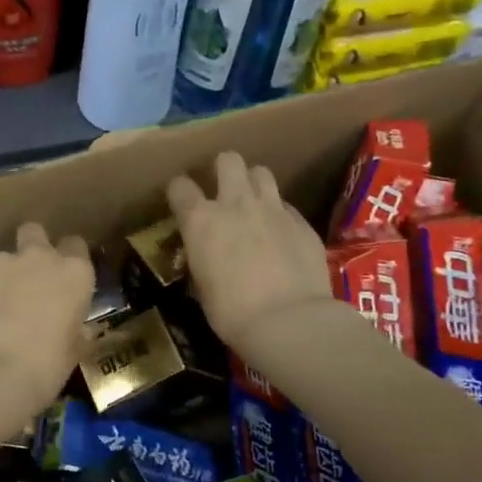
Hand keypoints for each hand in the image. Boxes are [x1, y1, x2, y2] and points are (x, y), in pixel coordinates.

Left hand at [0, 222, 94, 419]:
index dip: (67, 259)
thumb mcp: (72, 350)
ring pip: (0, 260)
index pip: (75, 246)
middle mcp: (37, 256)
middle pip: (34, 233)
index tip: (60, 280)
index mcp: (73, 273)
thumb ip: (71, 326)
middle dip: (30, 248)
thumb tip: (69, 327)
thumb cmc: (42, 369)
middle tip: (24, 281)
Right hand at [167, 151, 331, 354]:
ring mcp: (273, 209)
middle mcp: (235, 203)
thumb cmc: (232, 312)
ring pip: (261, 172)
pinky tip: (281, 235)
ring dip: (253, 184)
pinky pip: (286, 206)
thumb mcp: (202, 286)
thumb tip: (205, 256)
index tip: (181, 202)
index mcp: (201, 220)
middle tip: (223, 190)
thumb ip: (202, 258)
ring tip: (253, 204)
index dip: (179, 192)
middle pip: (228, 160)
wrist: (289, 321)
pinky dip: (279, 214)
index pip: (179, 186)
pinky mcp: (302, 222)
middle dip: (223, 169)